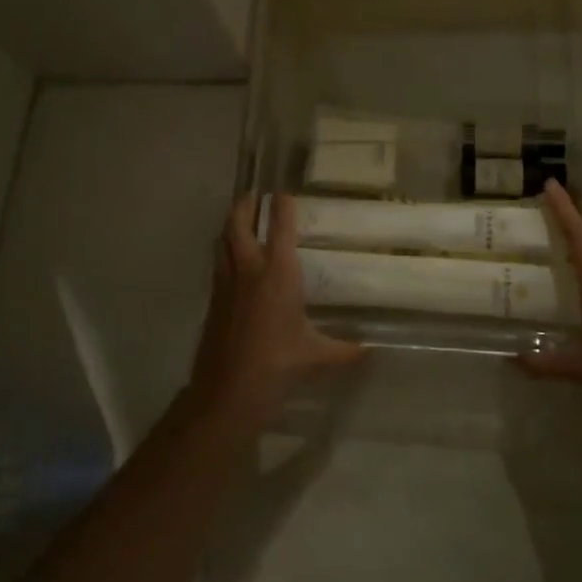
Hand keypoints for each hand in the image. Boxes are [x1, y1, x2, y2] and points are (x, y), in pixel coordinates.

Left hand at [191, 193, 361, 423]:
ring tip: (237, 220)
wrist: (229, 389)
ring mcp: (226, 284)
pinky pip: (218, 266)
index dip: (282, 207)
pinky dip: (223, 253)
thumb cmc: (278, 363)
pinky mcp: (213, 301)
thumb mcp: (316, 356)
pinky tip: (231, 263)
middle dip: (244, 206)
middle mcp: (249, 270)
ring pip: (222, 243)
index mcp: (278, 273)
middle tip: (252, 195)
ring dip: (230, 227)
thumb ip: (343, 350)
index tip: (283, 192)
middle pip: (238, 225)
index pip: (280, 229)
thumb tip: (368, 351)